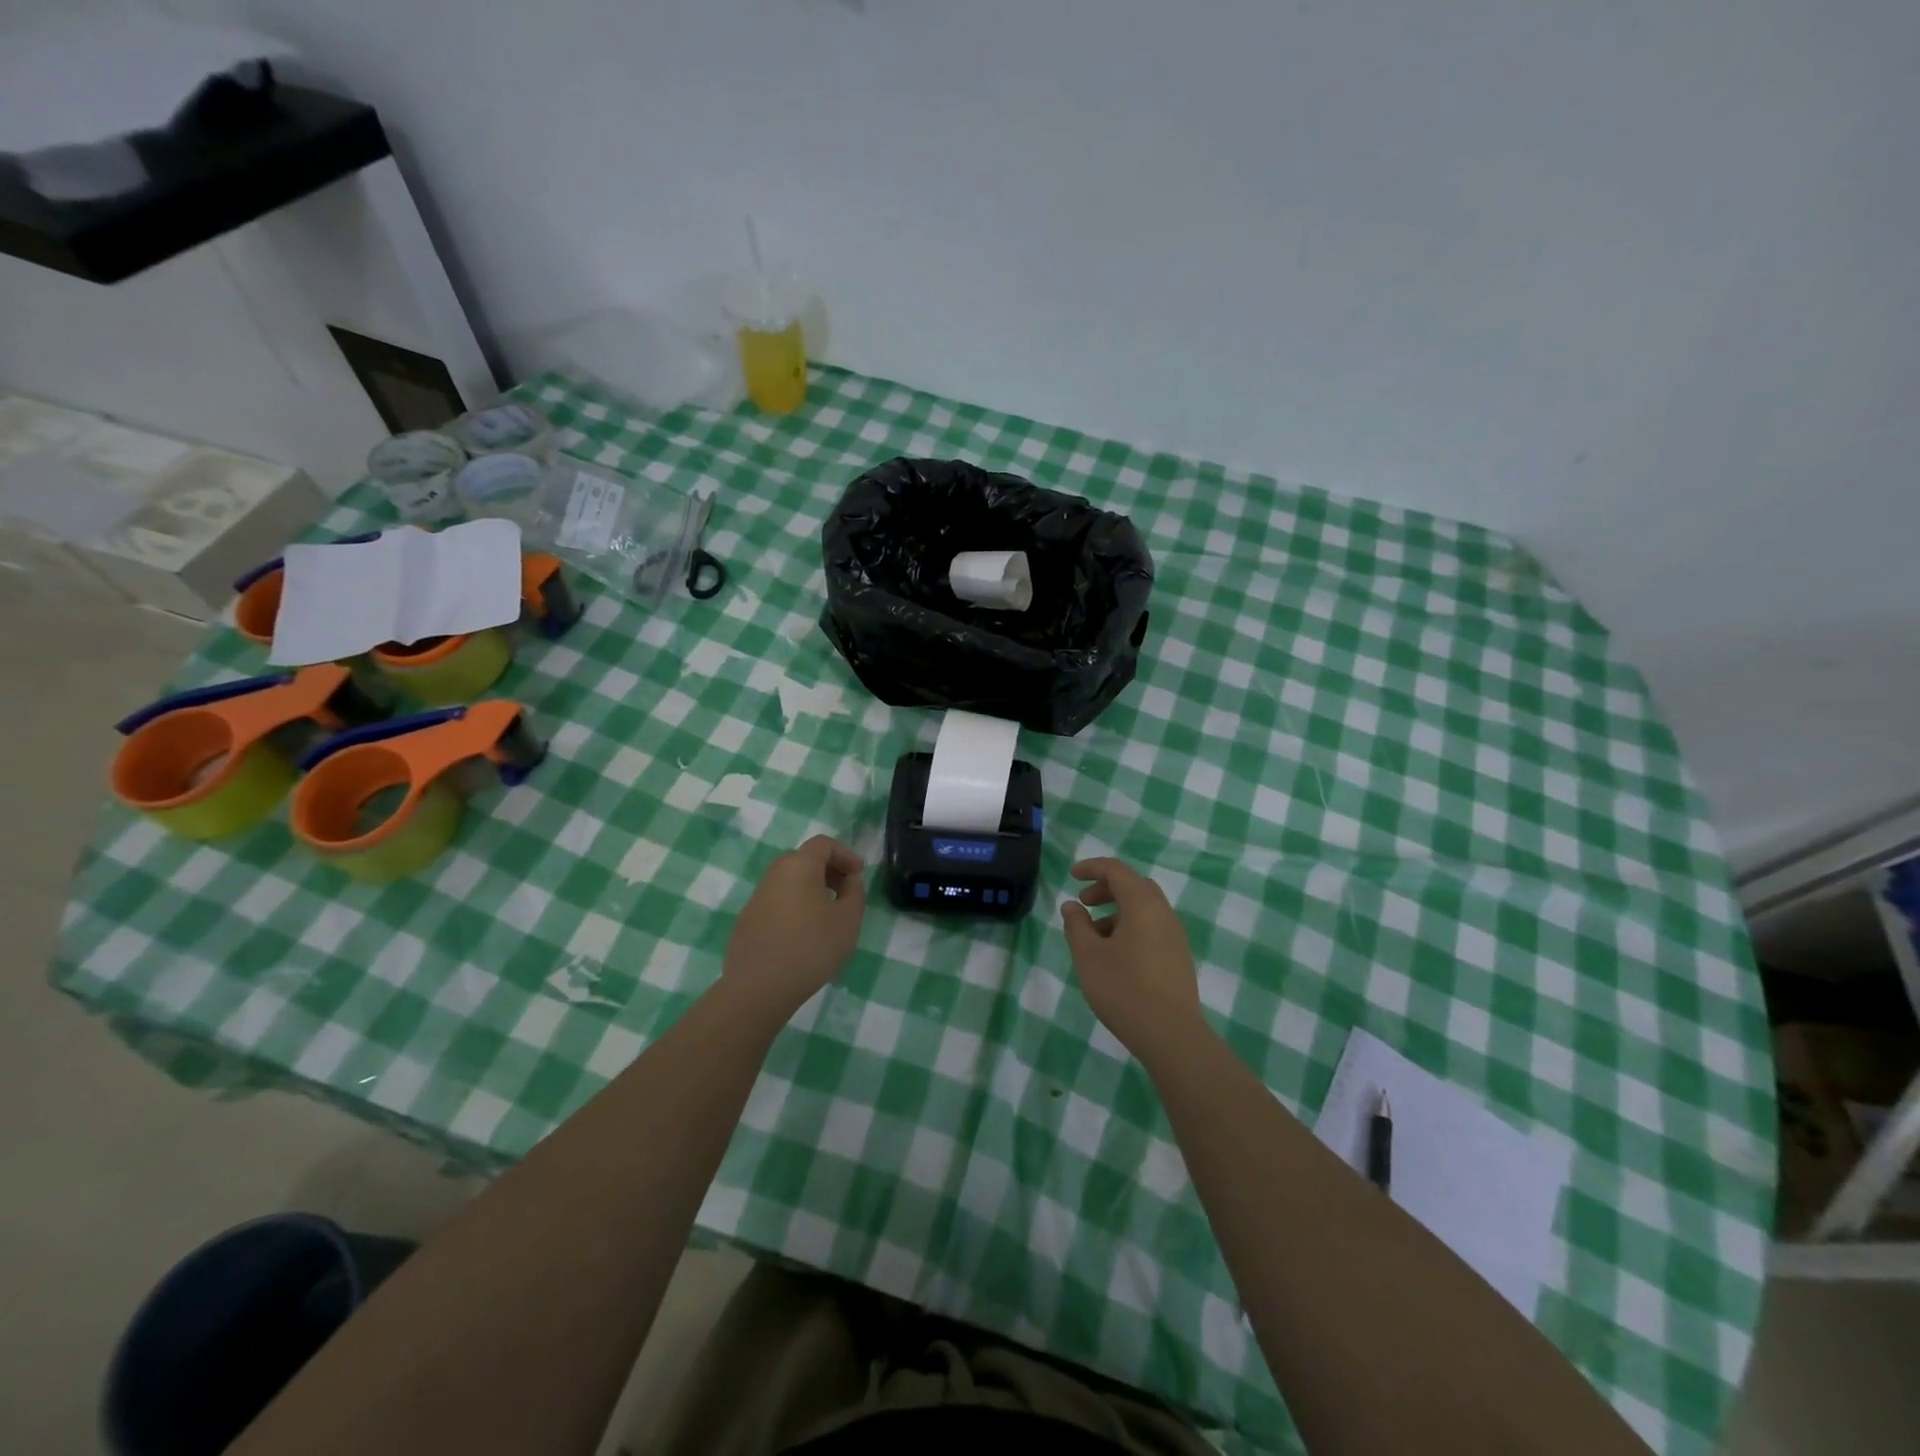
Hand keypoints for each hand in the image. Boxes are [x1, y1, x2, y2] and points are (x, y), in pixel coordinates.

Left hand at [723, 834, 867, 1013]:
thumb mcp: (848, 920)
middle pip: (804, 860)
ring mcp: (756, 898)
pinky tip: (802, 936)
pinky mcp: (746, 922)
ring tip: (826, 917)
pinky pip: (776, 903)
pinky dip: (794, 908)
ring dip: (810, 890)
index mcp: (798, 866)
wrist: (759, 988)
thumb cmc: (811, 947)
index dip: (845, 854)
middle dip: (828, 871)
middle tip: (845, 893)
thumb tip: (848, 880)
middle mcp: (773, 875)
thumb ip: (854, 892)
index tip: (858, 875)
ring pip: (788, 883)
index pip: (823, 844)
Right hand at [1061, 857, 1202, 1058]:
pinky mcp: (1179, 958)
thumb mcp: (1089, 956)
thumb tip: (1072, 905)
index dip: (1092, 868)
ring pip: (1144, 910)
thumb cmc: (1124, 988)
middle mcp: (1164, 913)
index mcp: (1142, 904)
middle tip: (1084, 903)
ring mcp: (1175, 937)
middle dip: (1107, 889)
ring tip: (1094, 936)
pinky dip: (1130, 928)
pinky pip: (1152, 929)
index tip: (1072, 876)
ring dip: (1117, 912)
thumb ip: (1077, 926)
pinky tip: (1115, 956)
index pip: (1117, 871)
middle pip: (1135, 887)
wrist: (1171, 1035)